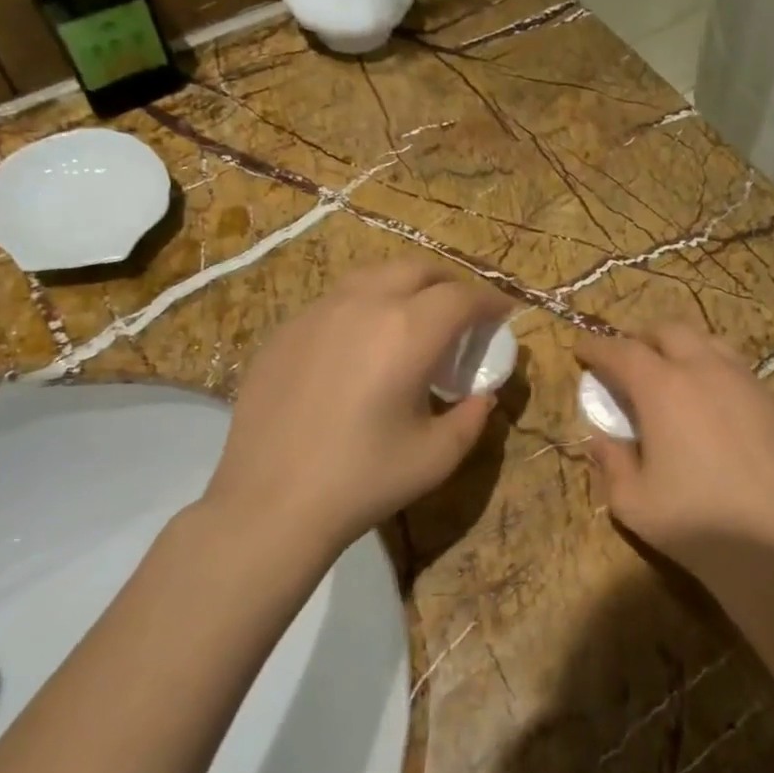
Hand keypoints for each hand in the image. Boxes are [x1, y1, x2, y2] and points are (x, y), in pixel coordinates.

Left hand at [205, 260, 514, 555]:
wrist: (270, 503)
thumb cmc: (363, 480)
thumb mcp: (437, 456)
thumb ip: (472, 417)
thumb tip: (481, 395)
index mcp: (408, 332)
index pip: (461, 297)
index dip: (489, 301)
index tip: (503, 313)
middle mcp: (363, 305)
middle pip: (416, 269)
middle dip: (448, 283)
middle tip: (462, 311)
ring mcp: (317, 313)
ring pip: (371, 276)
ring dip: (404, 286)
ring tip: (413, 317)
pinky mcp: (285, 331)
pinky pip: (335, 301)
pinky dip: (364, 306)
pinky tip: (360, 343)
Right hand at [577, 326, 773, 591]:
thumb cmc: (696, 524)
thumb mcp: (633, 502)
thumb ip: (611, 462)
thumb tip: (601, 439)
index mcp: (663, 388)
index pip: (622, 351)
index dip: (597, 347)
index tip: (580, 351)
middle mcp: (705, 371)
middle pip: (669, 331)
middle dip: (641, 338)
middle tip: (626, 360)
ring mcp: (746, 383)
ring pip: (708, 342)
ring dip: (681, 348)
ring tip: (669, 373)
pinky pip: (736, 368)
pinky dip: (712, 369)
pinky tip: (710, 401)